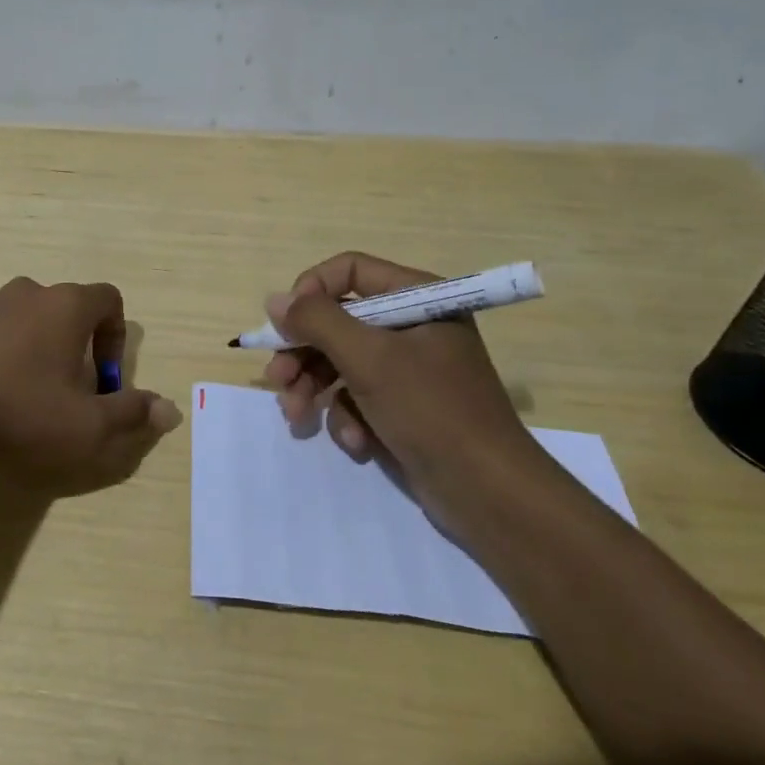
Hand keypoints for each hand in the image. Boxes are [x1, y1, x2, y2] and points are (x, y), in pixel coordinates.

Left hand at [0, 277, 181, 493]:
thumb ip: (132, 415)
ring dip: (31, 349)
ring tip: (18, 396)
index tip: (103, 380)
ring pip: (23, 319)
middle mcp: (27, 292)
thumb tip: (171, 410)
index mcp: (66, 306)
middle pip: (65, 310)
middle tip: (63, 394)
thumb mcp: (86, 427)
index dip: (115, 338)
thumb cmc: (18, 410)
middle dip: (73, 348)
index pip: (110, 300)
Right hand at [262, 252, 558, 529]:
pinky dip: (348, 418)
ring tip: (297, 417)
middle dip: (303, 353)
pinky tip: (355, 443)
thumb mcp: (368, 359)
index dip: (311, 291)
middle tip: (277, 380)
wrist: (489, 494)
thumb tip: (275, 300)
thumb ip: (317, 322)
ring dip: (315, 389)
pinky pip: (358, 397)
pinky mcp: (403, 405)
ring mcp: (408, 368)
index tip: (285, 323)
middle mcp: (412, 325)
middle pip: (338, 321)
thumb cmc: (431, 410)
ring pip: (340, 362)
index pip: (350, 271)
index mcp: (417, 297)